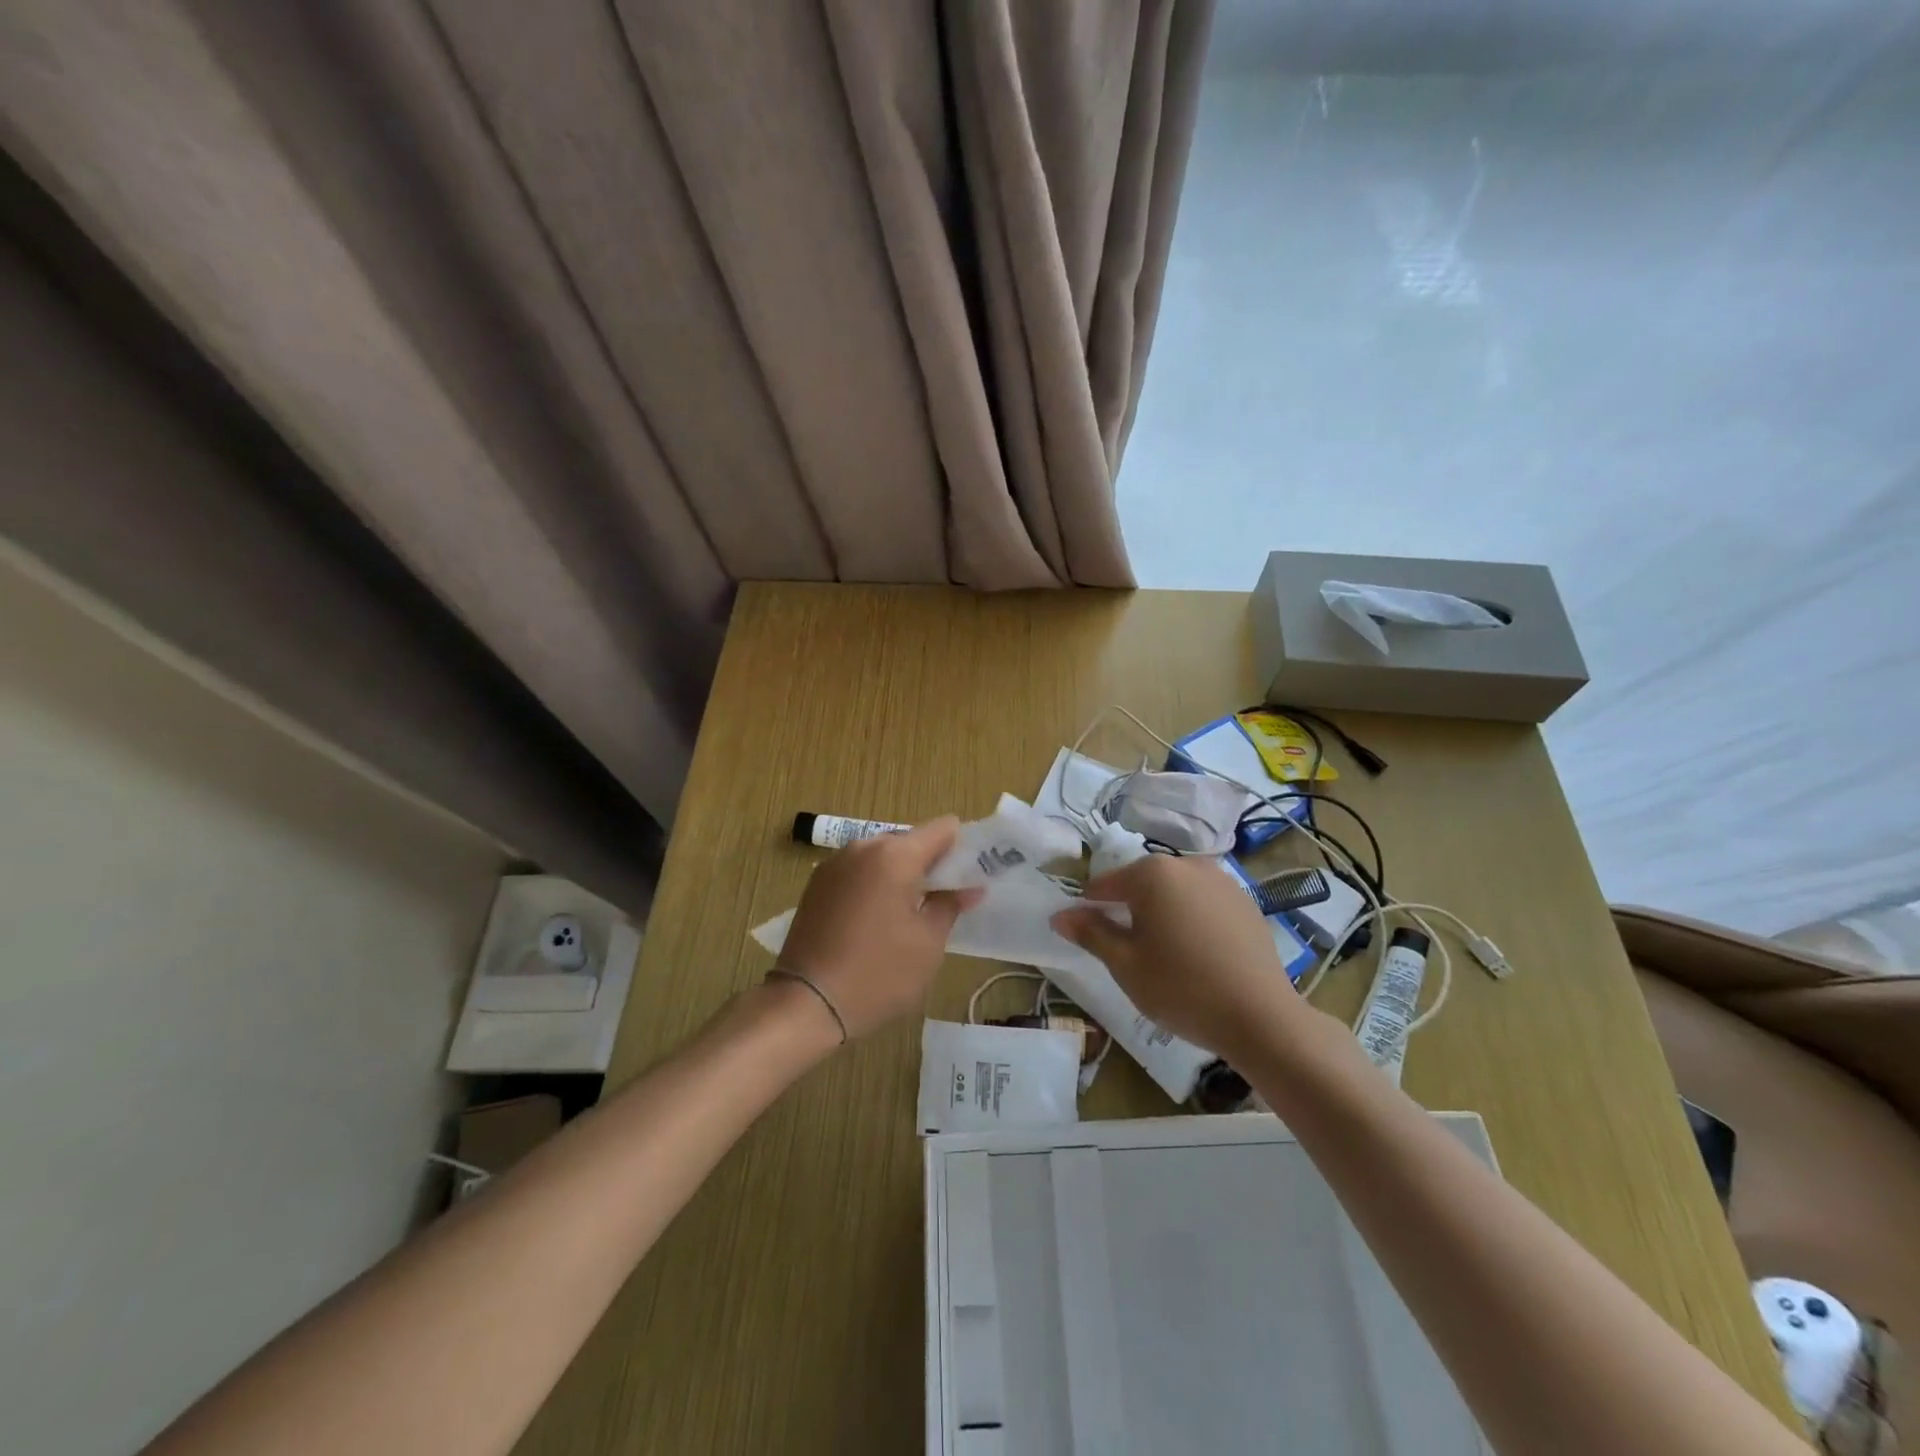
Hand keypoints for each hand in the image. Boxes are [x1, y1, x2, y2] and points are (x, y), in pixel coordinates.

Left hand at [776, 818, 980, 1041]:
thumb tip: (970, 887)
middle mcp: (862, 847)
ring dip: (900, 874)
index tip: (969, 876)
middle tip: (943, 900)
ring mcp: (834, 863)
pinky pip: (858, 871)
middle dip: (930, 863)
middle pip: (910, 840)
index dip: (961, 847)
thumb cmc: (877, 974)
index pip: (942, 829)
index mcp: (895, 855)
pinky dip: (874, 883)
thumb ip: (950, 905)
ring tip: (909, 913)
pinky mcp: (816, 883)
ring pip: (882, 855)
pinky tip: (876, 919)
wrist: (805, 1003)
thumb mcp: (927, 944)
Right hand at [1051, 854, 1307, 1062]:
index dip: (1091, 907)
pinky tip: (1197, 953)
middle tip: (1128, 949)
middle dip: (1130, 908)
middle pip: (1142, 883)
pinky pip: (1204, 902)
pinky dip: (1192, 918)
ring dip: (1163, 912)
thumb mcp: (1125, 964)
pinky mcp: (1246, 901)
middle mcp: (1187, 865)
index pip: (1105, 883)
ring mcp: (1222, 881)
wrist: (1260, 1017)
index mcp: (1152, 873)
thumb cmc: (1181, 988)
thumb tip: (1060, 915)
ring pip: (1175, 891)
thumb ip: (1090, 933)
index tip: (1088, 934)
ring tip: (1164, 952)